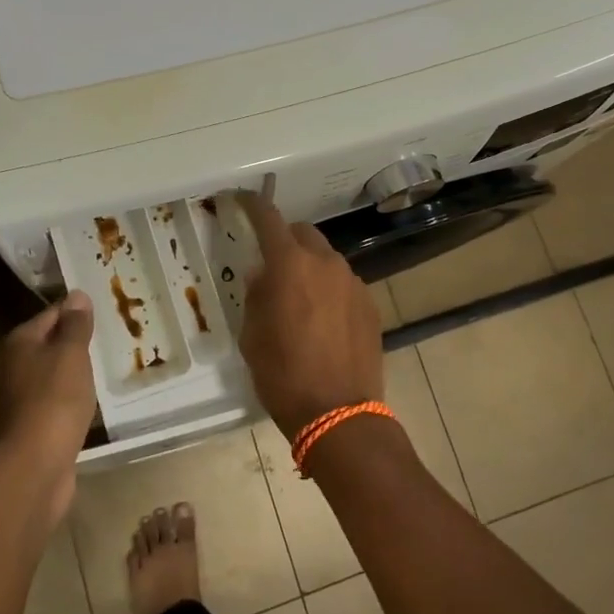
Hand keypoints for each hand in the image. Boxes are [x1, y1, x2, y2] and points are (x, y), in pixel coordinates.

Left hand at [0, 293, 97, 511]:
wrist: (36, 465)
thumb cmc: (54, 399)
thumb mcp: (70, 354)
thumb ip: (75, 325)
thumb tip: (77, 294)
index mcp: (21, 342)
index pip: (54, 312)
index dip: (79, 310)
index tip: (109, 308)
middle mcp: (18, 365)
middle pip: (54, 342)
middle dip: (81, 339)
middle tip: (118, 333)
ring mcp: (26, 396)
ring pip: (58, 372)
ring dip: (80, 369)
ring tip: (113, 362)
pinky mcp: (38, 423)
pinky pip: (62, 398)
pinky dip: (78, 395)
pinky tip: (97, 397)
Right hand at [235, 192, 384, 441]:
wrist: (339, 414)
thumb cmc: (283, 375)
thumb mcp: (252, 336)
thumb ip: (256, 296)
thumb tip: (262, 276)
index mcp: (290, 265)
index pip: (269, 219)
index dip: (254, 205)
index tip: (242, 199)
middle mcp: (326, 264)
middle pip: (303, 233)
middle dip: (285, 240)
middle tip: (271, 264)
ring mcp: (353, 283)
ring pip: (327, 259)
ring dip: (310, 267)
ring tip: (299, 299)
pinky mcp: (370, 305)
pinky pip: (344, 284)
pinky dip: (330, 290)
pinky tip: (323, 320)